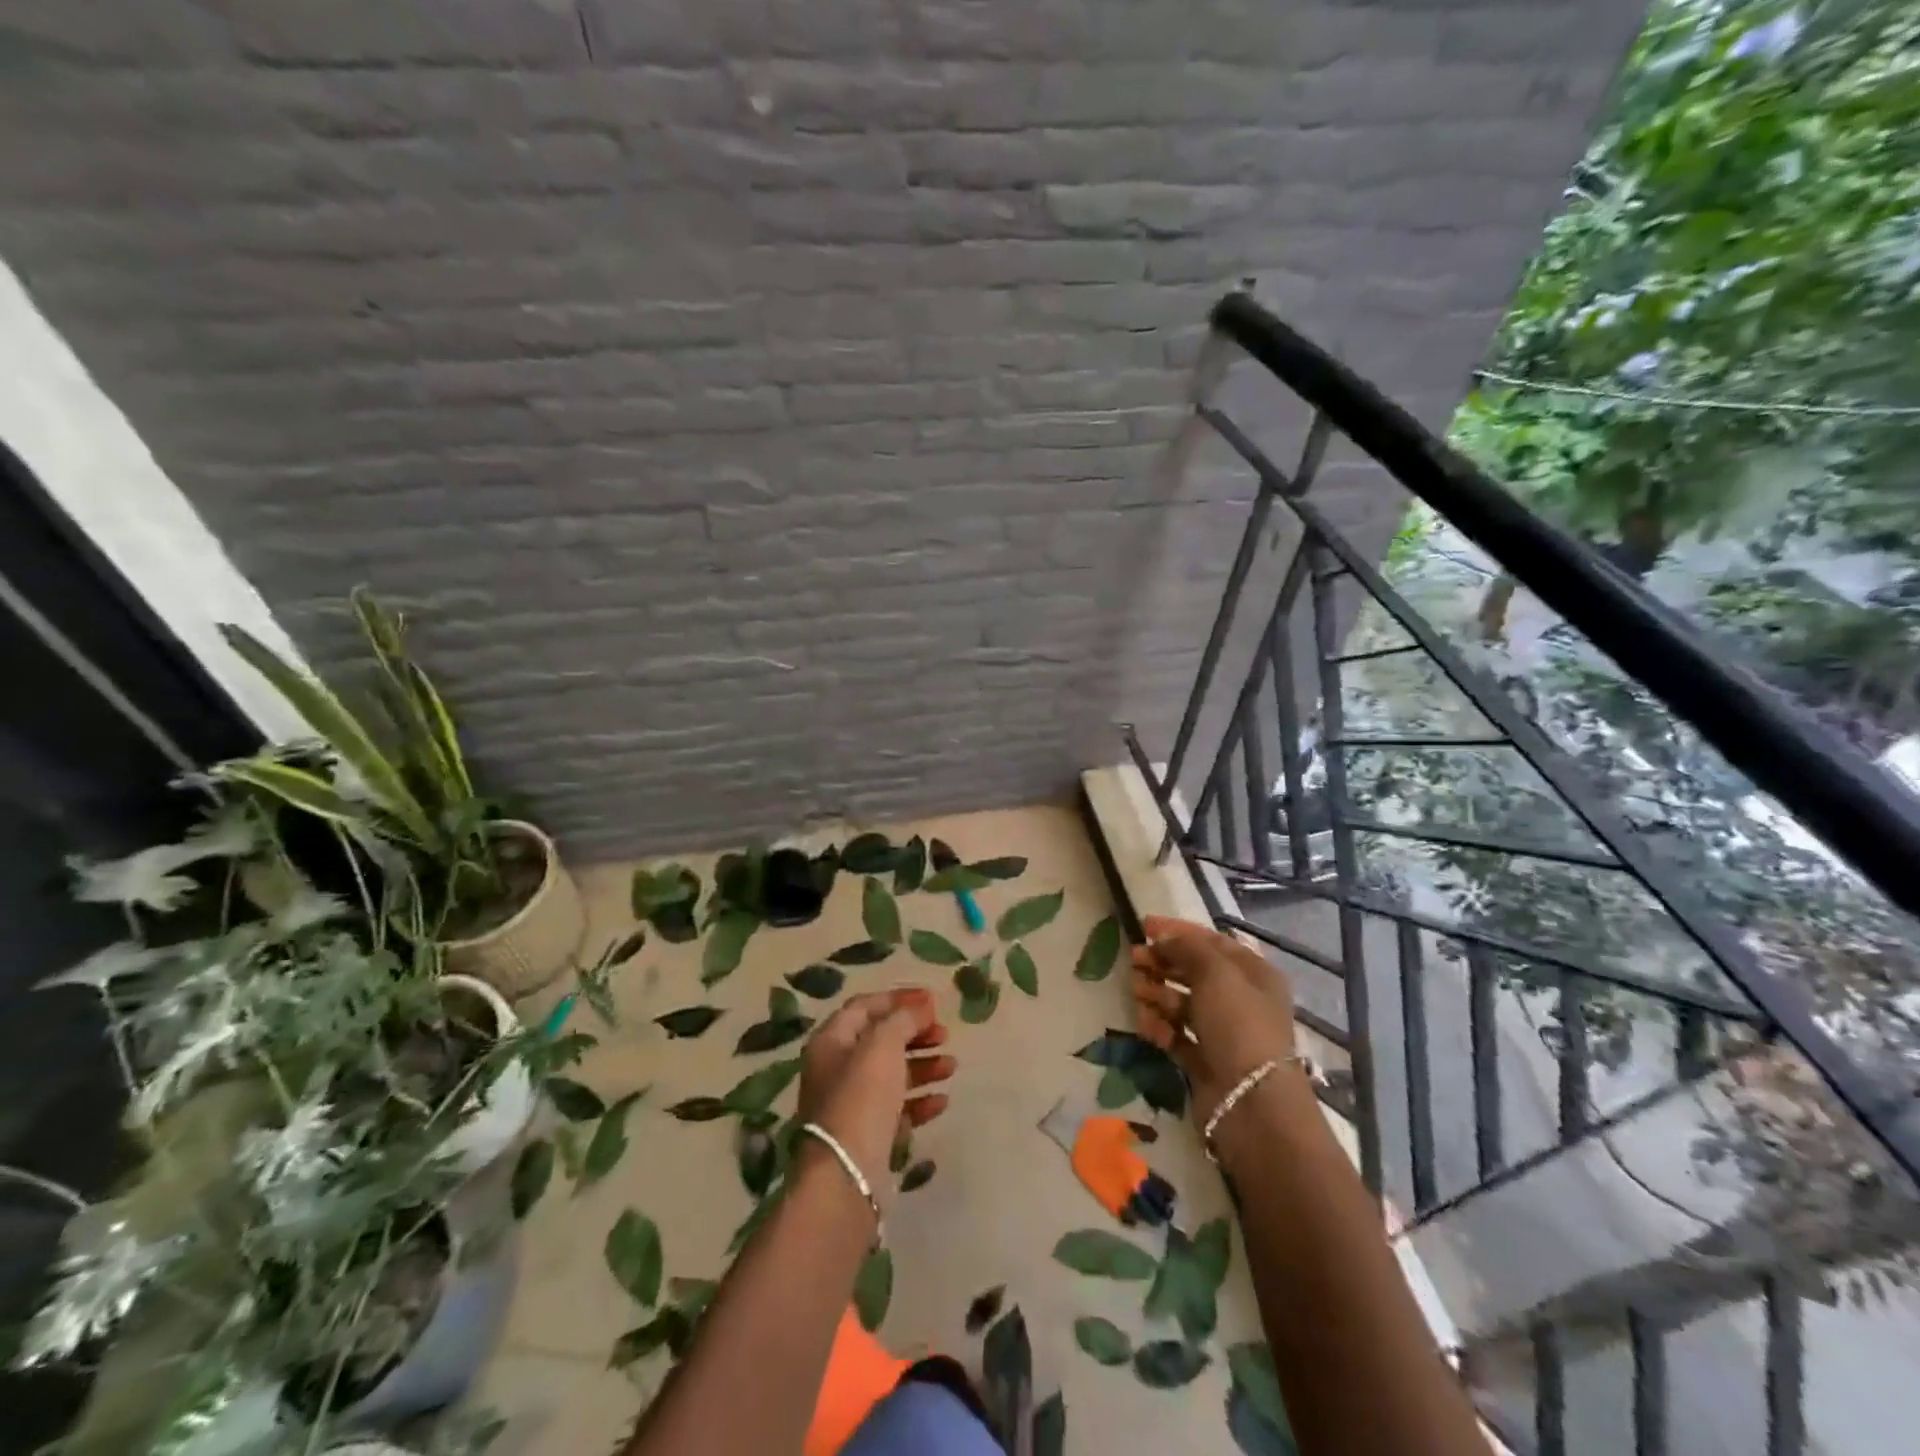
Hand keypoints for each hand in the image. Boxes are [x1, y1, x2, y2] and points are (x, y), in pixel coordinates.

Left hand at [796, 988, 952, 1202]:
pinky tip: (942, 1101)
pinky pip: (897, 1109)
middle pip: (880, 1041)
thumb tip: (921, 1006)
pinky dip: (920, 1101)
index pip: (865, 1006)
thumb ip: (903, 1019)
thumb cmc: (861, 1097)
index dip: (899, 999)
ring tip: (952, 1066)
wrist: (846, 1175)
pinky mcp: (868, 1135)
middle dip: (915, 1034)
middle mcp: (837, 1069)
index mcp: (831, 1041)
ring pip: (892, 1075)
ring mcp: (852, 1104)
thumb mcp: (882, 1046)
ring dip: (923, 1066)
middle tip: (945, 1034)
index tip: (933, 1001)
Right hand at [1131, 915, 1296, 1125]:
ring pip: (1183, 1004)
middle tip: (1133, 959)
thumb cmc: (1238, 1024)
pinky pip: (1177, 1036)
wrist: (1251, 1104)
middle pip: (1195, 972)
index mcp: (1254, 974)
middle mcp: (1242, 1001)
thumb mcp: (1215, 972)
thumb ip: (1187, 948)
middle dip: (1163, 963)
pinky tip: (1144, 1024)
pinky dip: (1160, 1027)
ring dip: (1157, 993)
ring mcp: (1223, 1034)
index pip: (1212, 942)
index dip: (1178, 931)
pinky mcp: (1205, 1062)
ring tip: (1135, 990)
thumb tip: (1164, 940)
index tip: (1144, 926)